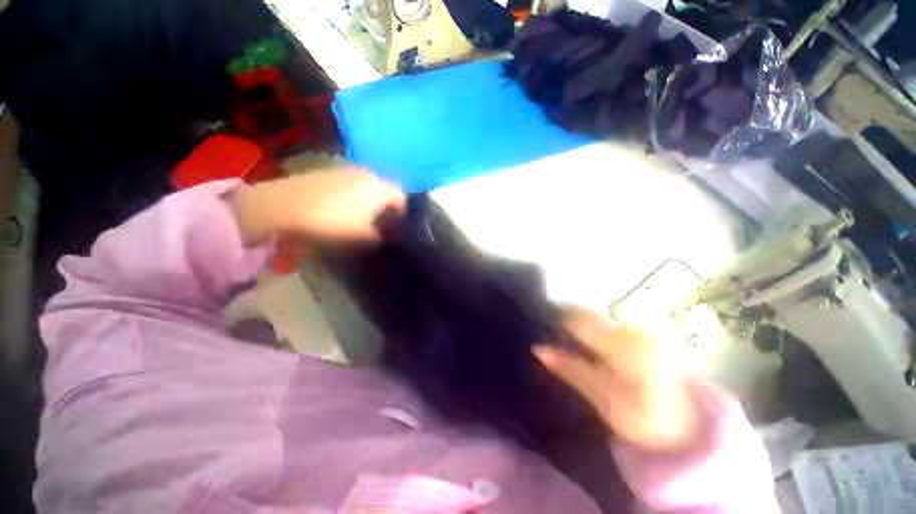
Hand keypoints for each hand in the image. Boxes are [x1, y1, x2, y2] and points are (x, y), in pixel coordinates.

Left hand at [232, 169, 405, 245]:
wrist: (281, 206)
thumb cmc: (330, 222)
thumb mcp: (360, 236)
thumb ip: (378, 237)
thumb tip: (382, 235)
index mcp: (378, 187)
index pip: (401, 196)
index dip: (402, 212)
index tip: (397, 227)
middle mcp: (365, 174)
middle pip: (384, 189)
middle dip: (385, 205)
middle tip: (380, 223)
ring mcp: (344, 170)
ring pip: (366, 185)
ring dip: (368, 199)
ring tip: (360, 216)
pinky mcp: (326, 171)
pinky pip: (349, 183)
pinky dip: (351, 194)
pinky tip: (340, 207)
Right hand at [534, 307, 696, 452]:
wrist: (692, 428)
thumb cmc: (647, 418)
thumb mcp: (605, 399)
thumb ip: (571, 369)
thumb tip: (538, 348)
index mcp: (622, 342)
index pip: (577, 319)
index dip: (553, 319)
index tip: (536, 325)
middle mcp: (631, 327)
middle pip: (586, 313)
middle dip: (563, 319)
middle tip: (544, 332)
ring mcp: (640, 329)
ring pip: (596, 317)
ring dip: (576, 324)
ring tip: (560, 338)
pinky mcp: (644, 334)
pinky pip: (607, 324)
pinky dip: (591, 329)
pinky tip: (584, 343)